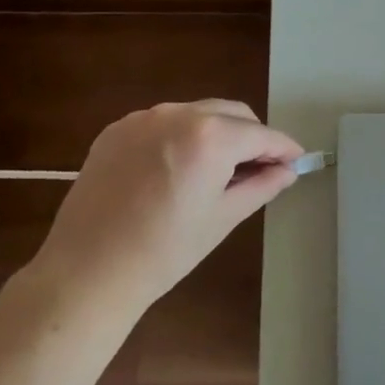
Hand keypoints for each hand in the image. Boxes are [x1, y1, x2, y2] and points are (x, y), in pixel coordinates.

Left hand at [36, 100, 303, 304]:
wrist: (87, 271)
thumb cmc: (165, 251)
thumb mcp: (223, 218)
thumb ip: (261, 186)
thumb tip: (287, 170)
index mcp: (210, 136)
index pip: (260, 134)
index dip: (283, 147)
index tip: (296, 160)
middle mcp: (178, 113)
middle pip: (231, 114)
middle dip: (251, 136)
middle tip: (260, 169)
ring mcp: (143, 118)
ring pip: (197, 114)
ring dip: (217, 133)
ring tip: (218, 170)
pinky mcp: (116, 129)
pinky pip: (163, 123)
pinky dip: (181, 137)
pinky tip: (177, 169)